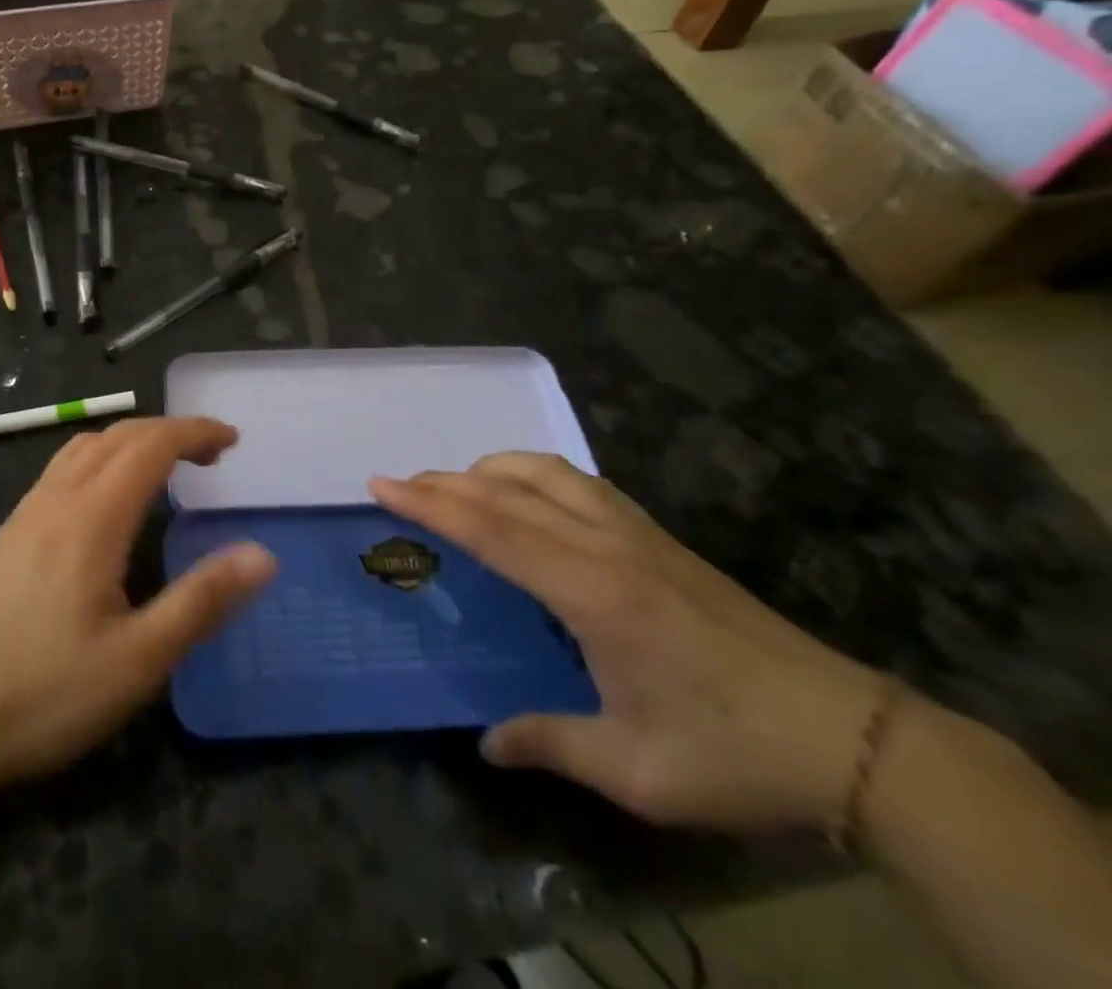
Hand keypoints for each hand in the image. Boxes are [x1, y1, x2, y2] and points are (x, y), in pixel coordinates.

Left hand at [0, 417, 276, 789]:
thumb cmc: (44, 692)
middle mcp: (57, 498)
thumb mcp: (138, 660)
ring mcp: (26, 512)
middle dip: (168, 432)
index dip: (194, 432)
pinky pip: (62, 469)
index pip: (150, 445)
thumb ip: (201, 601)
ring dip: (130, 441)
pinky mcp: (9, 533)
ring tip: (164, 468)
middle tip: (211, 455)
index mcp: (92, 517)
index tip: (233, 439)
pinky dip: (101, 459)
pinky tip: (106, 502)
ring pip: (84, 447)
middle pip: (118, 436)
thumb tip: (262, 554)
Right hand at [369, 454, 884, 833]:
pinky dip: (537, 476)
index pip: (492, 530)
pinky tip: (532, 499)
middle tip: (401, 485)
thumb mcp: (637, 771)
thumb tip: (486, 741)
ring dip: (494, 469)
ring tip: (460, 485)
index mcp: (593, 592)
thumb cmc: (737, 756)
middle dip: (446, 482)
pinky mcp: (662, 540)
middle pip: (510, 491)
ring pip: (549, 473)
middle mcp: (608, 546)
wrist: (858, 741)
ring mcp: (639, 535)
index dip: (431, 505)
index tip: (382, 486)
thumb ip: (551, 744)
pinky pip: (583, 484)